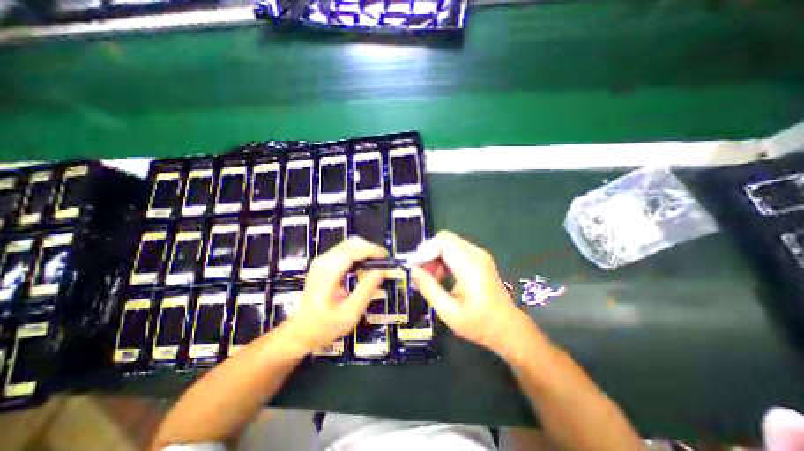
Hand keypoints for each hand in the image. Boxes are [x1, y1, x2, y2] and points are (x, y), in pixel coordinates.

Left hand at [279, 237, 387, 353]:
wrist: (299, 332)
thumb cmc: (324, 327)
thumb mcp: (350, 314)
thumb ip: (366, 290)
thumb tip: (382, 271)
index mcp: (328, 272)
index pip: (353, 250)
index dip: (372, 250)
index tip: (387, 258)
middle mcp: (324, 261)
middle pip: (352, 243)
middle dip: (370, 250)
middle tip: (383, 265)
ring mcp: (322, 261)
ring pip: (350, 245)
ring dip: (365, 253)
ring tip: (375, 269)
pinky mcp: (324, 264)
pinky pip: (345, 252)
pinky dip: (358, 257)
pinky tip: (363, 270)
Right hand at [411, 230, 536, 356]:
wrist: (507, 327)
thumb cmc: (479, 323)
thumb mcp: (449, 312)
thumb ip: (429, 289)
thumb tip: (414, 271)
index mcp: (470, 266)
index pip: (443, 242)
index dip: (425, 250)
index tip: (414, 266)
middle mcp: (476, 254)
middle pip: (444, 238)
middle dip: (428, 252)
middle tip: (421, 272)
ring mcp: (479, 255)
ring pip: (448, 243)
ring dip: (435, 256)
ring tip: (431, 278)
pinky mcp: (478, 258)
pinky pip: (455, 249)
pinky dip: (443, 258)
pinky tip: (441, 276)